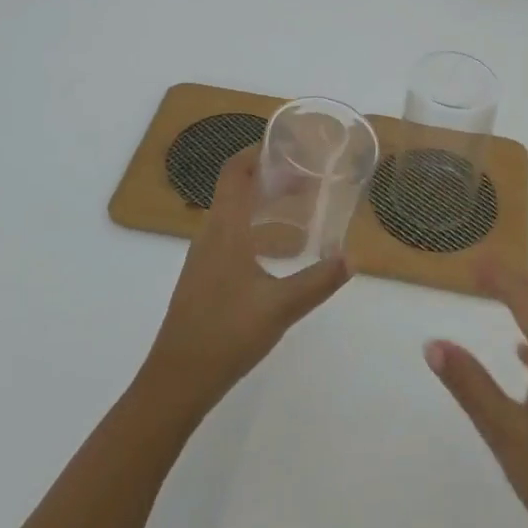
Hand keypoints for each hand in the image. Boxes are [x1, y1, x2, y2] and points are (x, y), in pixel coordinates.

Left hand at [142, 148, 350, 419]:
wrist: (176, 380)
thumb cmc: (226, 335)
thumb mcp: (280, 308)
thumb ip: (318, 281)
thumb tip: (352, 259)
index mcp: (225, 230)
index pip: (234, 173)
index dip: (256, 152)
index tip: (287, 147)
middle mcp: (210, 234)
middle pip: (235, 188)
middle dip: (268, 176)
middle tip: (305, 178)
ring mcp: (202, 256)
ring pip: (231, 212)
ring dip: (260, 201)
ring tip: (296, 207)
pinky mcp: (203, 277)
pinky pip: (228, 233)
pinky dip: (252, 224)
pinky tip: (275, 249)